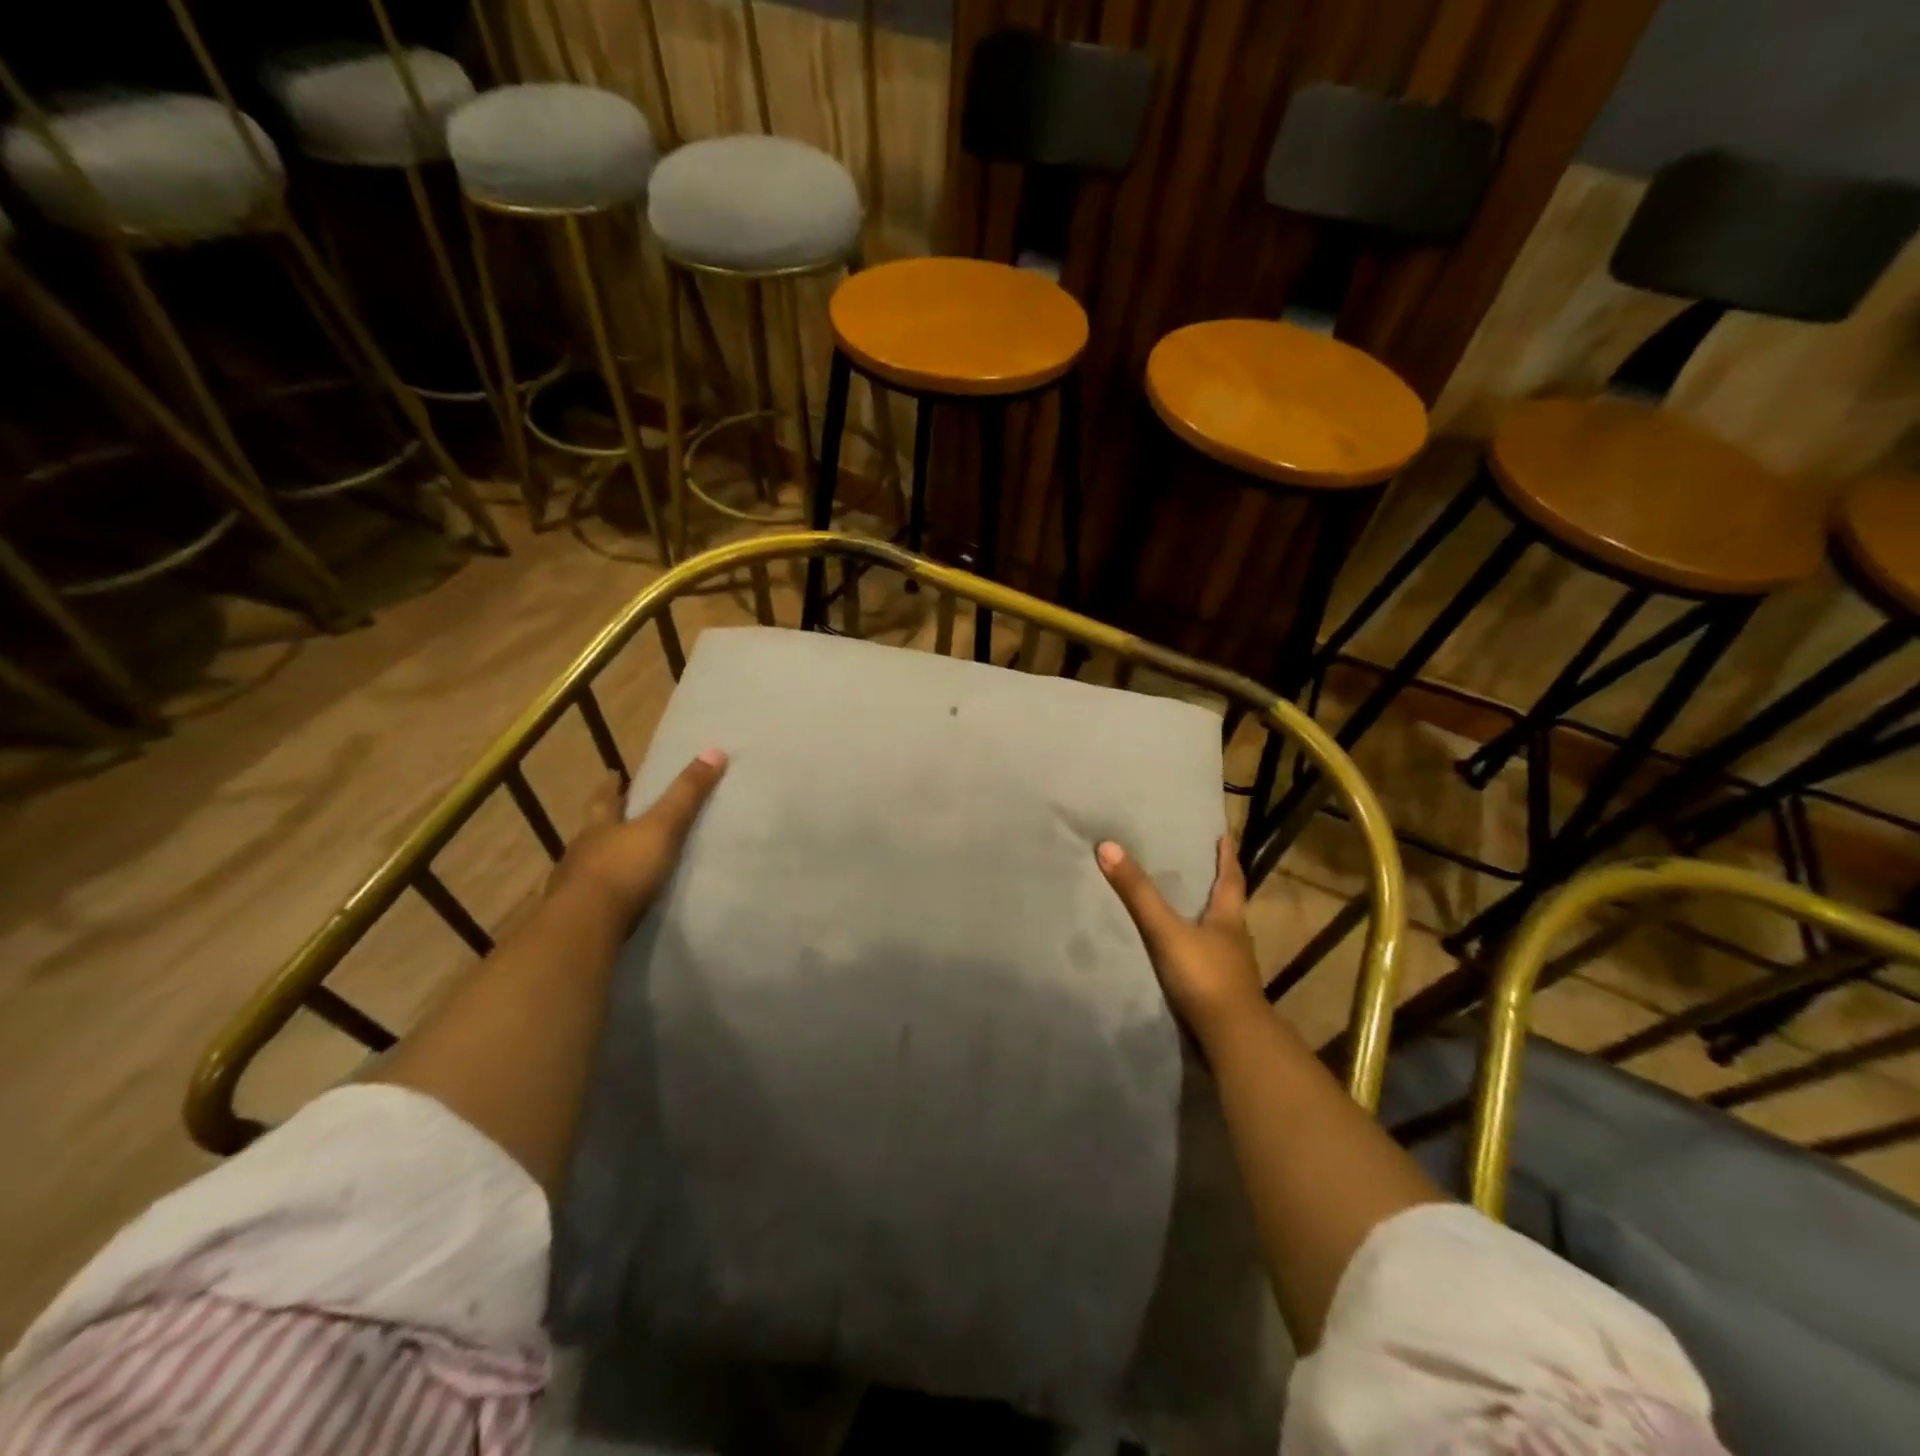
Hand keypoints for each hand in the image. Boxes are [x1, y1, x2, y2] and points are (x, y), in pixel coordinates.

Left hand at [550, 749, 727, 930]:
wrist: (585, 926)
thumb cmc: (623, 869)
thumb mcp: (662, 827)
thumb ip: (686, 794)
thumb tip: (715, 750)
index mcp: (599, 827)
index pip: (604, 799)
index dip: (610, 786)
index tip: (612, 774)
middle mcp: (580, 852)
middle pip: (591, 832)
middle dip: (602, 824)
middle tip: (615, 818)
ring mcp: (572, 887)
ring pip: (586, 866)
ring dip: (600, 862)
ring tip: (618, 864)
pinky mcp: (574, 919)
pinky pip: (589, 901)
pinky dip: (600, 898)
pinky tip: (611, 904)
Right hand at [1097, 834, 1263, 1048]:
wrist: (1232, 1040)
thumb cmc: (1205, 977)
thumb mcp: (1166, 930)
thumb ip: (1138, 893)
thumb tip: (1108, 846)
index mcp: (1229, 918)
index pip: (1231, 878)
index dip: (1226, 856)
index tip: (1224, 835)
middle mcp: (1235, 939)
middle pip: (1228, 904)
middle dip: (1215, 885)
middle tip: (1198, 865)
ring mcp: (1231, 969)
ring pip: (1219, 934)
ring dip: (1206, 919)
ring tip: (1185, 906)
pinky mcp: (1221, 992)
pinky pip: (1208, 960)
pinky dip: (1196, 949)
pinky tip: (1181, 953)